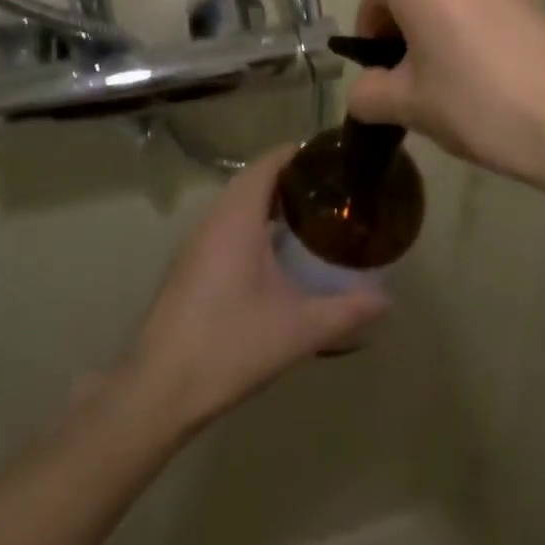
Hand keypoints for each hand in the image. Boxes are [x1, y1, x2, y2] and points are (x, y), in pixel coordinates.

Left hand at [120, 147, 386, 431]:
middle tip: (331, 193)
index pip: (269, 162)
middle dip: (291, 179)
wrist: (157, 390)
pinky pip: (226, 226)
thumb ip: (345, 312)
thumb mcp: (297, 330)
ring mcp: (196, 242)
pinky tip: (274, 257)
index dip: (300, 154)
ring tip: (310, 220)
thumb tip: (387, 302)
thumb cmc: (228, 345)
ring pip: (238, 204)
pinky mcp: (189, 266)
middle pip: (255, 179)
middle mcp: (214, 218)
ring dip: (269, 203)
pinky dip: (252, 225)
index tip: (333, 161)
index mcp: (238, 216)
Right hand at [346, 0, 544, 190]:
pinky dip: (468, 26)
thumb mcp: (408, 105)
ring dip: (436, 28)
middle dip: (403, 33)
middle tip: (414, 83)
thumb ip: (367, 92)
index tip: (381, 81)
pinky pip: (478, 0)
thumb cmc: (478, 103)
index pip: (373, 1)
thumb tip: (364, 90)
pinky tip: (485, 70)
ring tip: (452, 79)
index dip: (370, 42)